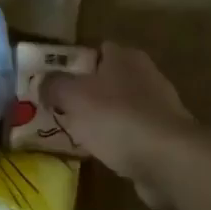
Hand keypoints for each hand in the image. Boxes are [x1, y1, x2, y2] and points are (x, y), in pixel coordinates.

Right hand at [46, 43, 201, 208]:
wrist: (167, 159)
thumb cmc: (117, 118)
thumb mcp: (73, 96)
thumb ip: (55, 85)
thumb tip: (43, 82)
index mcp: (125, 57)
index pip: (97, 50)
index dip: (74, 63)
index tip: (54, 82)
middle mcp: (146, 75)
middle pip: (108, 79)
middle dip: (87, 93)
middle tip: (61, 109)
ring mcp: (159, 107)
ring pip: (120, 107)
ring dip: (102, 119)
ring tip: (76, 134)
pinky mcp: (164, 136)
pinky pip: (132, 133)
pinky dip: (118, 141)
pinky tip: (102, 154)